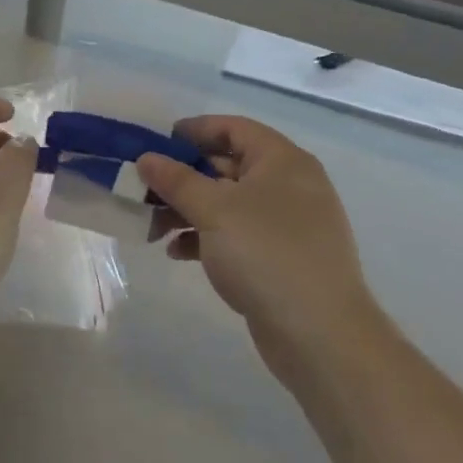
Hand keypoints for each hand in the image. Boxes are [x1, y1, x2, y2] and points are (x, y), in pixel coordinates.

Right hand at [136, 117, 390, 386]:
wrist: (320, 334)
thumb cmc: (265, 253)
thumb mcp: (213, 210)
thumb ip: (176, 180)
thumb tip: (146, 158)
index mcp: (282, 161)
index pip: (233, 128)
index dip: (193, 130)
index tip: (156, 143)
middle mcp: (289, 185)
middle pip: (227, 166)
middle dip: (182, 177)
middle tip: (143, 188)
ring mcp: (287, 224)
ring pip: (227, 203)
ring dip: (187, 210)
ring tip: (152, 227)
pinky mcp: (281, 258)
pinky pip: (236, 235)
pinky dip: (205, 238)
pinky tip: (176, 252)